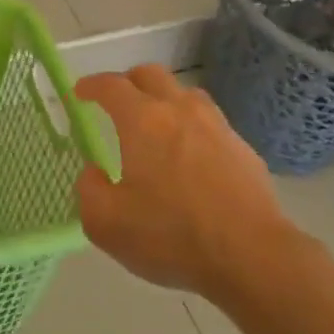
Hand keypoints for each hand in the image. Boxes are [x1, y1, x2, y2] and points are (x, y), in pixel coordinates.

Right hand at [73, 65, 303, 309]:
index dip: (91, 86)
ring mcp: (217, 127)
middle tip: (117, 103)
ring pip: (186, 95)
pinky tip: (193, 160)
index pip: (110, 85)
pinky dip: (194, 130)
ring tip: (157, 127)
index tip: (80, 93)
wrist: (254, 259)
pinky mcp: (244, 151)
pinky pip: (212, 125)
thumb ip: (89, 190)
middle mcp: (179, 111)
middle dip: (128, 82)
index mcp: (142, 120)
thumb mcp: (106, 223)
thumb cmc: (172, 236)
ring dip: (165, 101)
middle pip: (151, 75)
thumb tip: (94, 172)